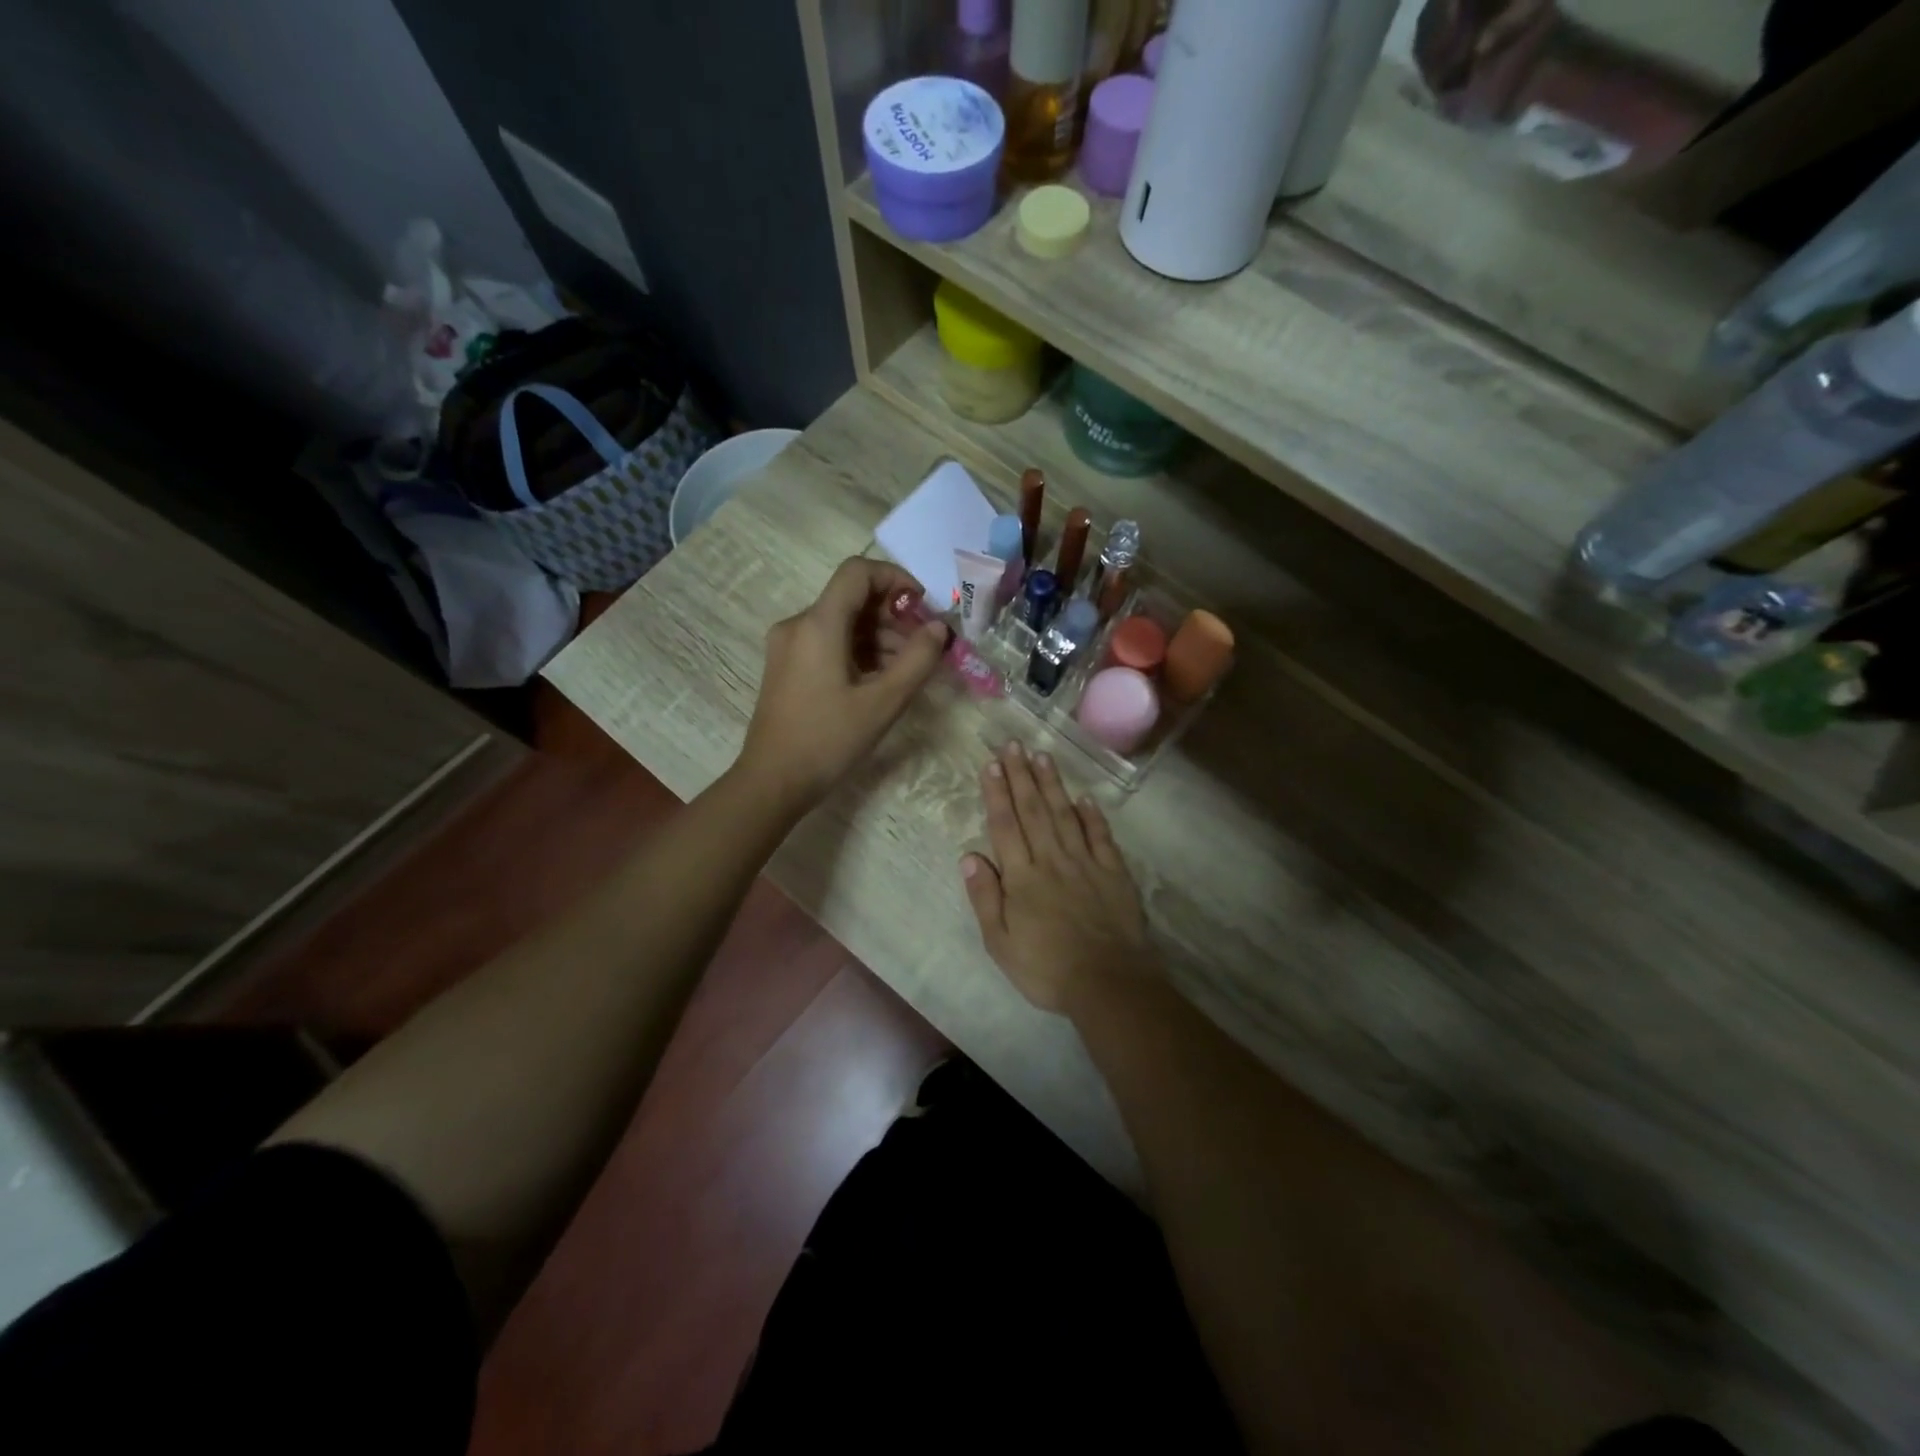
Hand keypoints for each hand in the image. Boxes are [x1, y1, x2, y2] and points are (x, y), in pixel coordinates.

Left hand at [737, 557, 949, 812]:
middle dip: (892, 616)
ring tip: (906, 672)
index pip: (857, 572)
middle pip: (851, 599)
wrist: (772, 782)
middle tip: (923, 648)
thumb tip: (939, 629)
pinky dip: (857, 652)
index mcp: (818, 624)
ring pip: (841, 623)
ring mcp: (788, 646)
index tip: (922, 607)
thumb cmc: (828, 740)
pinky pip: (827, 643)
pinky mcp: (786, 667)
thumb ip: (917, 660)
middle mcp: (798, 625)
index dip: (895, 579)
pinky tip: (878, 681)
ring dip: (878, 637)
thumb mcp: (883, 703)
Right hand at [961, 741, 1156, 1012]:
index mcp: (1022, 878)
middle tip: (1013, 745)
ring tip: (1042, 756)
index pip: (1005, 826)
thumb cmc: (1046, 969)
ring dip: (1052, 785)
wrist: (1108, 983)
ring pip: (1064, 815)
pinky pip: (1100, 836)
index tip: (991, 764)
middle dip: (1021, 775)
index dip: (997, 793)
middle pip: (1033, 811)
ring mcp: (1085, 863)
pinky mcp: (1113, 873)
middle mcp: (1052, 860)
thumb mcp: (1000, 943)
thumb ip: (985, 897)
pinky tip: (1084, 797)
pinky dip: (1091, 815)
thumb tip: (969, 856)